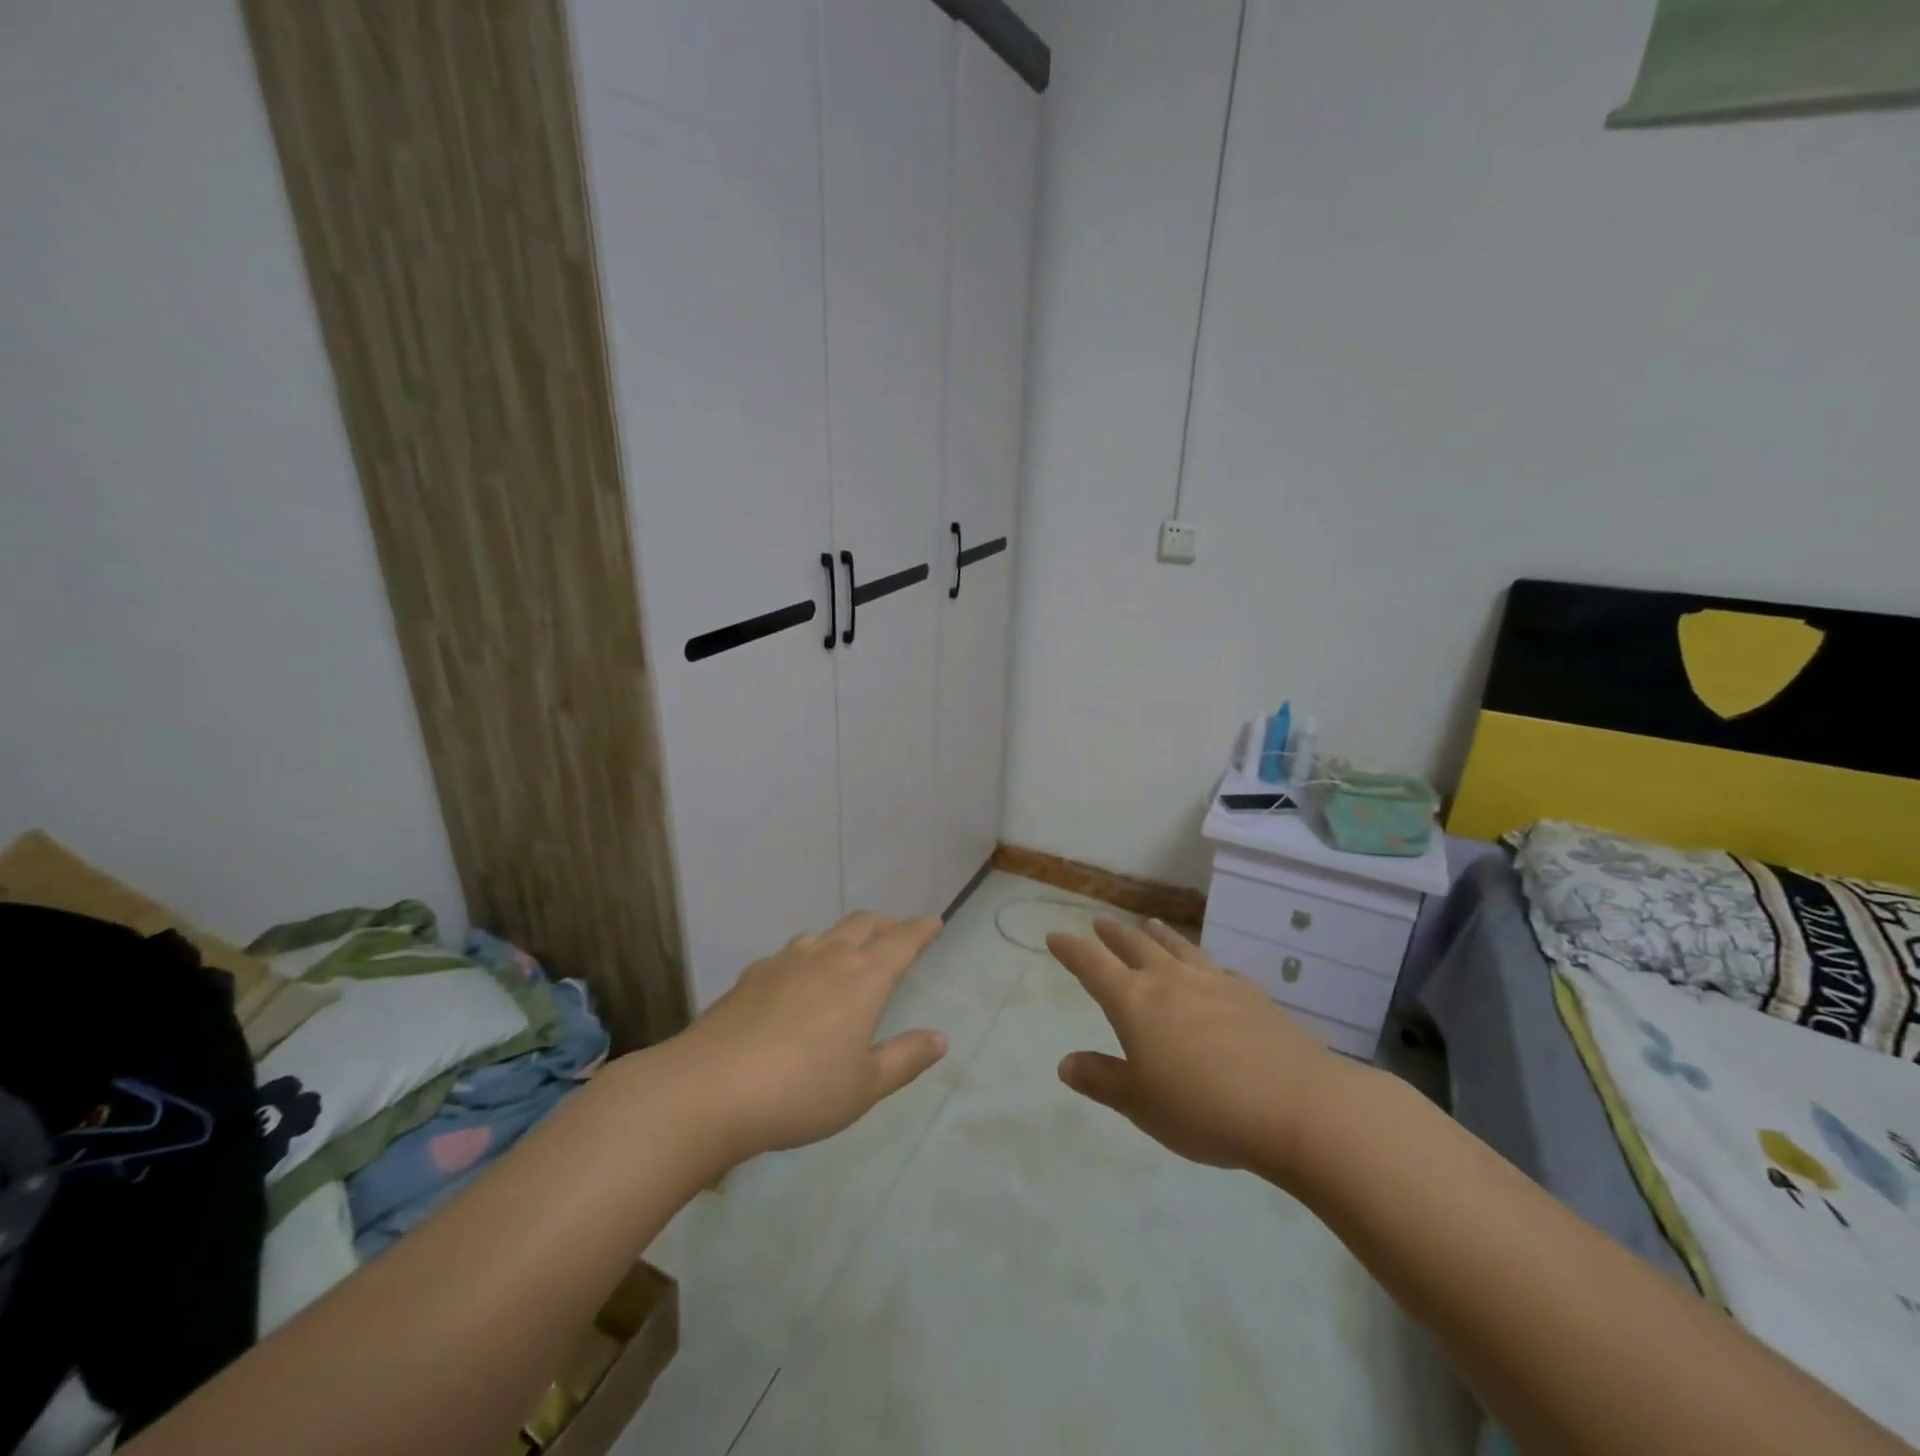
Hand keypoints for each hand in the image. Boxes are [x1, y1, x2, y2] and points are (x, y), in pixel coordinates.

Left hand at [670, 911, 947, 1163]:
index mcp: (864, 978)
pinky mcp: (751, 976)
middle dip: (885, 925)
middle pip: (863, 924)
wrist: (710, 1089)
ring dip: (844, 937)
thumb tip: (940, 1038)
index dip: (920, 930)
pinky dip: (807, 958)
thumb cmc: (802, 1091)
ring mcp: (785, 962)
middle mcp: (828, 957)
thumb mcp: (865, 1086)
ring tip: (848, 954)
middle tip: (896, 933)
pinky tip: (796, 982)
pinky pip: (790, 955)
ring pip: (824, 934)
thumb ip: (905, 1058)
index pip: (901, 942)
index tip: (933, 923)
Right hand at [1048, 918, 1356, 1177]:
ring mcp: (1213, 982)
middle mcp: (1170, 980)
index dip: (1071, 950)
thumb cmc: (1204, 1108)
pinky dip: (1201, 961)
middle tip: (1100, 922)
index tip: (1055, 936)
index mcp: (1134, 1001)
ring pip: (1177, 946)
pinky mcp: (1250, 994)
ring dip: (1157, 934)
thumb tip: (1065, 1062)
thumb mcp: (1141, 1103)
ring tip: (1148, 923)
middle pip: (1134, 946)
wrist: (1295, 1105)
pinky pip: (1216, 967)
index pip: (1092, 966)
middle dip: (1112, 934)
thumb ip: (1102, 1080)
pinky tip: (1208, 967)